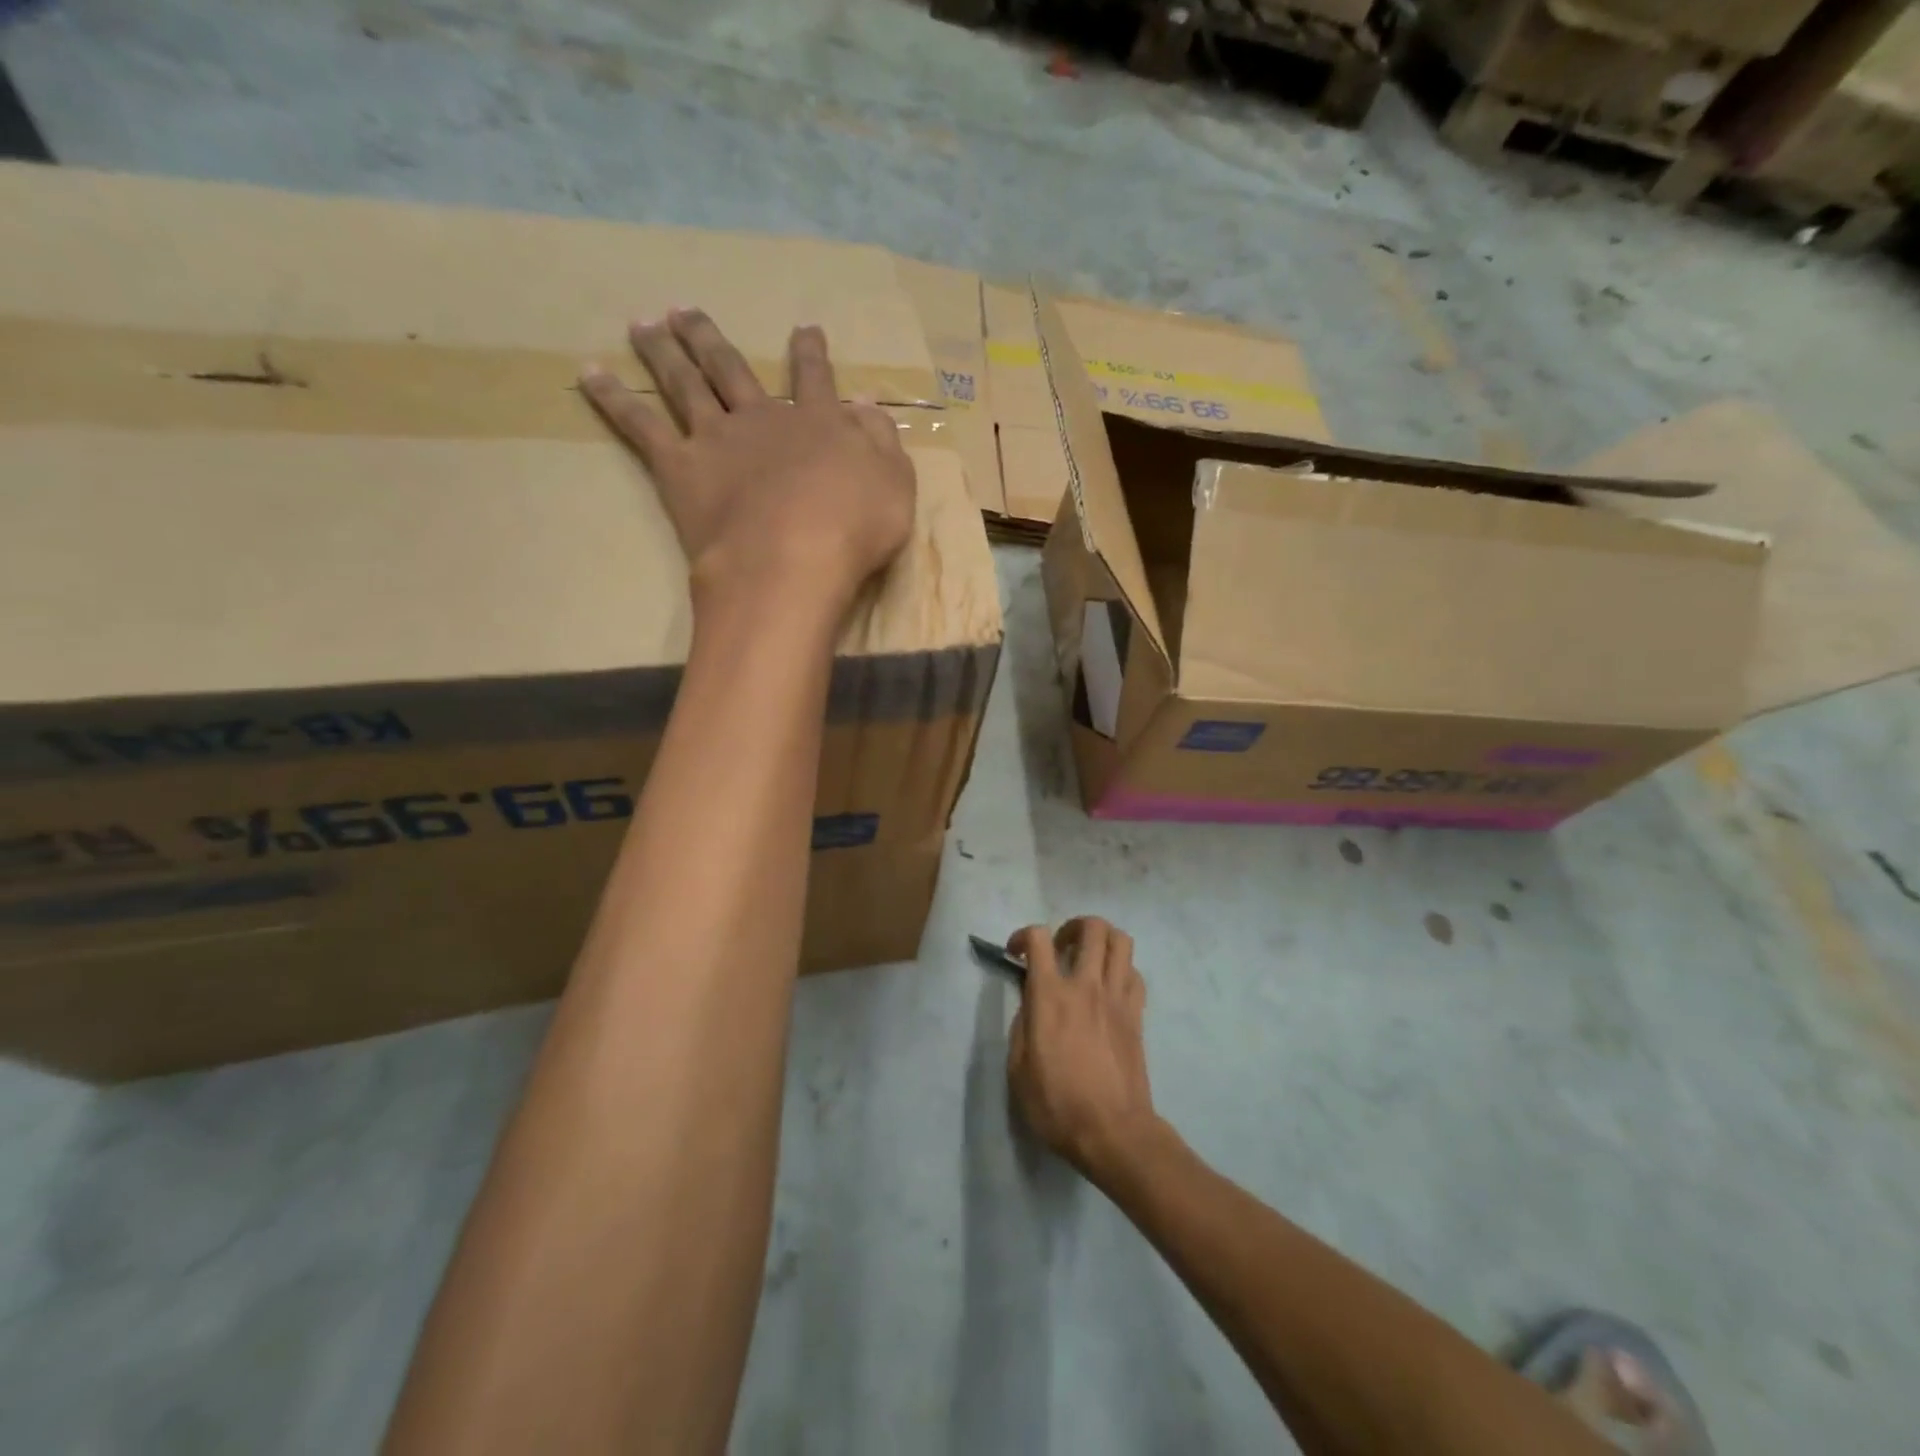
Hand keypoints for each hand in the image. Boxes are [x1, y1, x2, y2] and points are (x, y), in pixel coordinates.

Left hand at [580, 310, 914, 619]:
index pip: (815, 379)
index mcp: (818, 424)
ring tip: (643, 323)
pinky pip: (639, 425)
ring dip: (664, 351)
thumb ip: (881, 441)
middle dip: (711, 339)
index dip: (811, 353)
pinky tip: (588, 373)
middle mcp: (763, 418)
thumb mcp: (894, 483)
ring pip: (685, 383)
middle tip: (685, 311)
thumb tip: (865, 405)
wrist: (792, 559)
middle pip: (732, 369)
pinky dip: (612, 397)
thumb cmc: (854, 529)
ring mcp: (717, 439)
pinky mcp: (680, 468)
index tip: (804, 328)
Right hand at [1007, 918, 1158, 1181]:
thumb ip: (1021, 1025)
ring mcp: (1117, 997)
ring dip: (1102, 940)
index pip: (1038, 938)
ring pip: (1121, 941)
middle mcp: (1086, 985)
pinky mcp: (1137, 1014)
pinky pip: (1134, 973)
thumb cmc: (1057, 1104)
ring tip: (1087, 958)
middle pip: (1092, 927)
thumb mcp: (1018, 1068)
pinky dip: (1121, 969)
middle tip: (1060, 948)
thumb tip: (1030, 1002)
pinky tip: (1109, 987)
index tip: (1016, 954)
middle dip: (1072, 927)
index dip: (1023, 936)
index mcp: (1050, 995)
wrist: (1112, 1132)